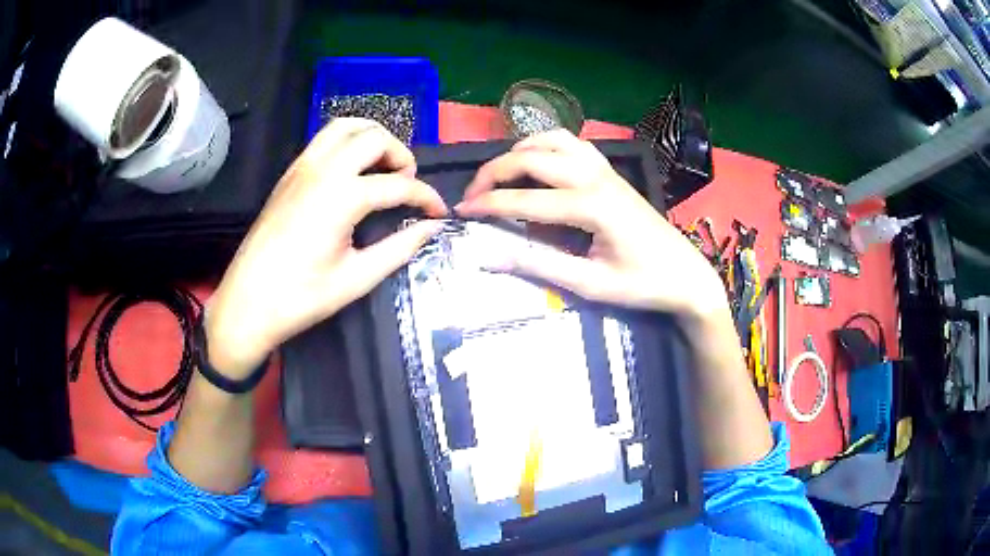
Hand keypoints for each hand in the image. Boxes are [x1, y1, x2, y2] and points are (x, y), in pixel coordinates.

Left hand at [206, 118, 447, 377]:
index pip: (398, 185)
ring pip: (346, 126)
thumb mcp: (357, 278)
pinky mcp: (289, 174)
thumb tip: (430, 228)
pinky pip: (323, 139)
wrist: (247, 302)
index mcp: (342, 197)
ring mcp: (302, 167)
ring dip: (372, 138)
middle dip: (401, 156)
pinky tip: (352, 169)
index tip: (439, 212)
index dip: (426, 197)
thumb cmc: (301, 297)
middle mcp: (323, 170)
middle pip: (375, 138)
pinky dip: (347, 141)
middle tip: (406, 185)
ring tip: (382, 166)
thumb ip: (399, 248)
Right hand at [456, 129, 726, 319]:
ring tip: (500, 175)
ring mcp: (605, 169)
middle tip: (473, 195)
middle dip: (494, 172)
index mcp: (591, 206)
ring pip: (552, 139)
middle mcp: (595, 177)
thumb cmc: (643, 284)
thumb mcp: (590, 284)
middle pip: (532, 158)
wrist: (686, 274)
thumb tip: (490, 256)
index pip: (525, 200)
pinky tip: (538, 164)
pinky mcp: (611, 171)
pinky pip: (572, 143)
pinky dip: (546, 146)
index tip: (461, 212)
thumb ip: (539, 265)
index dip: (488, 204)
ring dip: (519, 151)